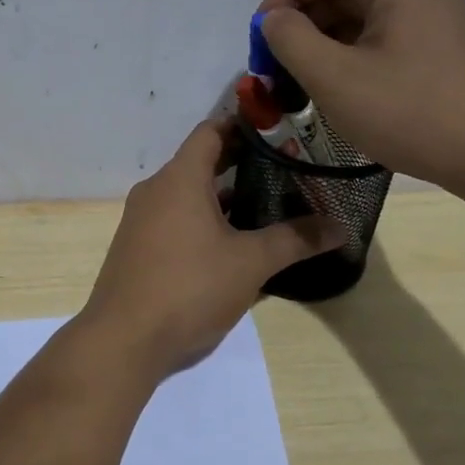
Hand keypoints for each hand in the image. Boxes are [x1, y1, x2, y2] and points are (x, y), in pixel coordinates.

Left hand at [80, 121, 339, 378]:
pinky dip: (202, 220)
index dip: (244, 124)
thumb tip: (341, 228)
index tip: (279, 129)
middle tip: (285, 168)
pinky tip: (231, 242)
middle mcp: (155, 190)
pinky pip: (174, 219)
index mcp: (179, 178)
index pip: (211, 131)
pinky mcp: (137, 248)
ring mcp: (141, 220)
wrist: (124, 339)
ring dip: (222, 195)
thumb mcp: (250, 263)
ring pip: (187, 194)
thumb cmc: (189, 288)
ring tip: (266, 203)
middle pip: (200, 161)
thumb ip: (295, 240)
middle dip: (240, 162)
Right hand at [258, 0, 464, 196]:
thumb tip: (273, 19)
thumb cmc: (411, 112)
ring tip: (304, 84)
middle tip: (277, 66)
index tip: (261, 37)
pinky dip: (354, 56)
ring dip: (325, 43)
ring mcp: (439, 19)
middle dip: (302, 23)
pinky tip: (343, 93)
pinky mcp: (446, 50)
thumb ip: (291, 40)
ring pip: (364, 17)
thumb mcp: (335, 77)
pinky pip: (386, 38)